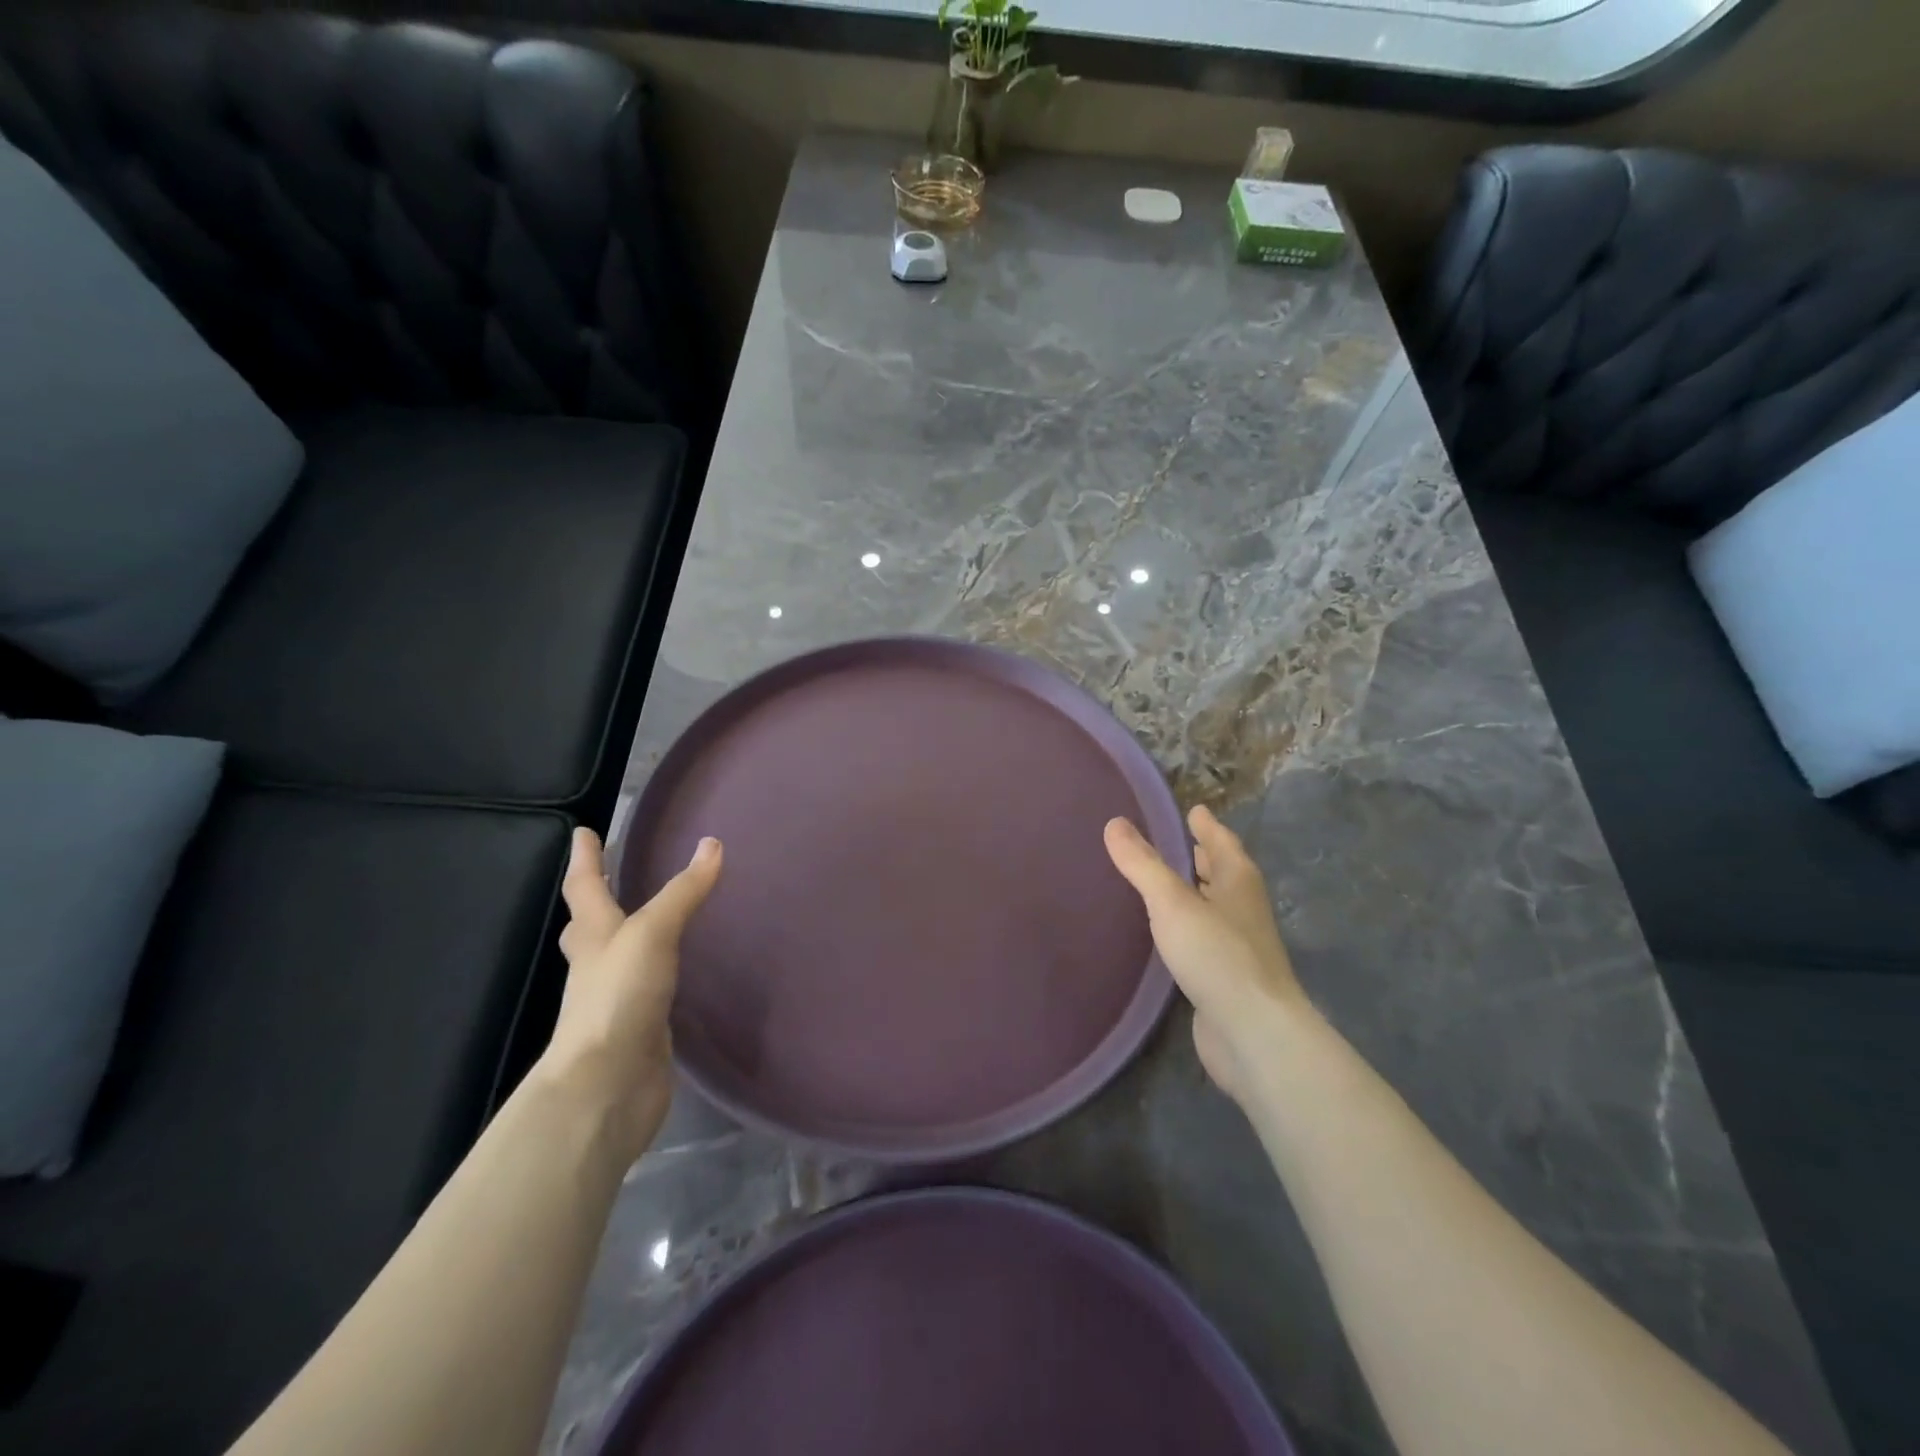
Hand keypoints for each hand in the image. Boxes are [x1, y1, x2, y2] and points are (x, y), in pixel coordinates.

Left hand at [540, 828, 722, 1164]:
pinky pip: (648, 989)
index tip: (584, 831)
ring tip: (653, 917)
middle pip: (589, 924)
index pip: (585, 886)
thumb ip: (683, 892)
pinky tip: (677, 972)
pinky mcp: (641, 1028)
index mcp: (594, 936)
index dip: (586, 858)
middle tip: (612, 875)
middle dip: (597, 898)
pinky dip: (657, 973)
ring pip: (618, 957)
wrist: (607, 1088)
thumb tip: (712, 844)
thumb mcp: (652, 933)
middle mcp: (598, 965)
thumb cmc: (618, 997)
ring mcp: (617, 999)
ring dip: (627, 936)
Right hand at [1104, 805, 1309, 1102]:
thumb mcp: (1172, 902)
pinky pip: (1206, 939)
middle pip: (1224, 873)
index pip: (1222, 842)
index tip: (1194, 809)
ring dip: (1197, 892)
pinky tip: (1169, 934)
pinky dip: (1189, 926)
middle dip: (1205, 857)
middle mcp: (1243, 909)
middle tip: (1181, 841)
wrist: (1254, 1033)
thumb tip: (1115, 823)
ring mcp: (1239, 946)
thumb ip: (1143, 864)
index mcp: (1238, 882)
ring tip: (1168, 882)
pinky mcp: (1227, 978)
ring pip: (1215, 907)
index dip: (1207, 826)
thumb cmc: (1217, 955)